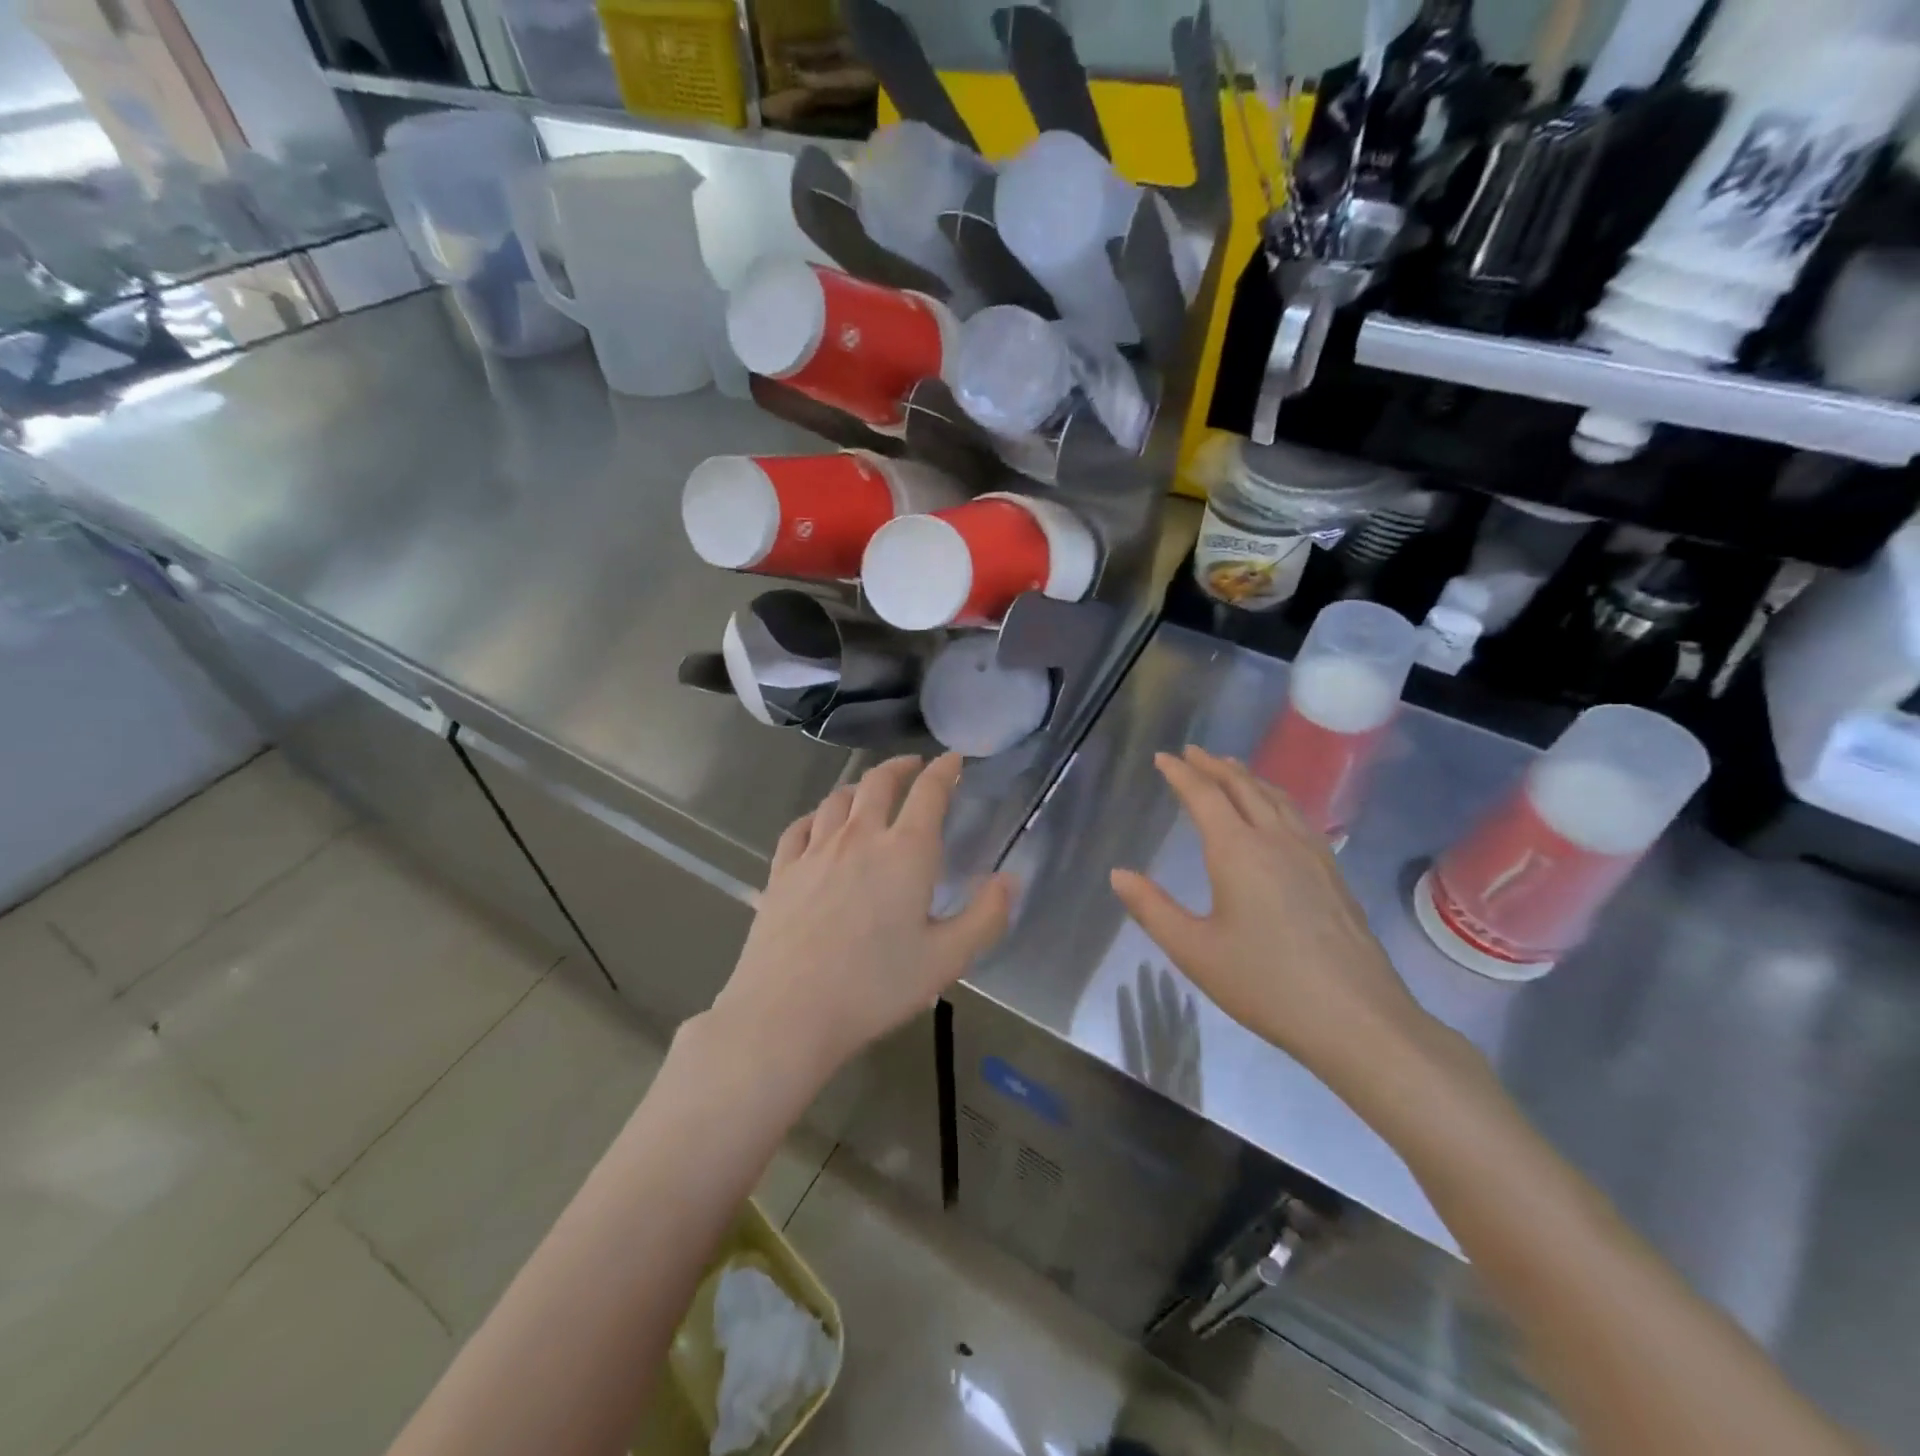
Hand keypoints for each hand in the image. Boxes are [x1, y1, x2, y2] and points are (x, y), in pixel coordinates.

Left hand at [711, 754, 1012, 1084]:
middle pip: (879, 781)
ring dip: (860, 787)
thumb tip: (1010, 879)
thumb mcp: (947, 959)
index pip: (929, 792)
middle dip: (901, 766)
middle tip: (914, 766)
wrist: (787, 1012)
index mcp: (906, 851)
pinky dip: (817, 816)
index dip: (944, 770)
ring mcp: (815, 850)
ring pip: (838, 798)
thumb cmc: (875, 987)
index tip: (953, 760)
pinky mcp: (782, 870)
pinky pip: (800, 826)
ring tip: (870, 792)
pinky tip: (819, 824)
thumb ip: (986, 916)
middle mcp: (860, 837)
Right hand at [1110, 746, 1433, 1090]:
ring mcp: (1311, 853)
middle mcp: (1276, 839)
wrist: (1356, 1018)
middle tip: (1193, 753)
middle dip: (1215, 766)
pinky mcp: (1332, 873)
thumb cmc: (1265, 983)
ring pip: (1276, 797)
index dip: (1181, 774)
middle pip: (1243, 786)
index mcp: (1237, 851)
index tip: (1163, 757)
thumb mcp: (1194, 951)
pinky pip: (1297, 815)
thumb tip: (1118, 874)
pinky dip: (1275, 797)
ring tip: (1231, 769)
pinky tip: (1277, 813)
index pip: (1204, 796)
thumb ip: (1152, 909)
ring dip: (1248, 777)